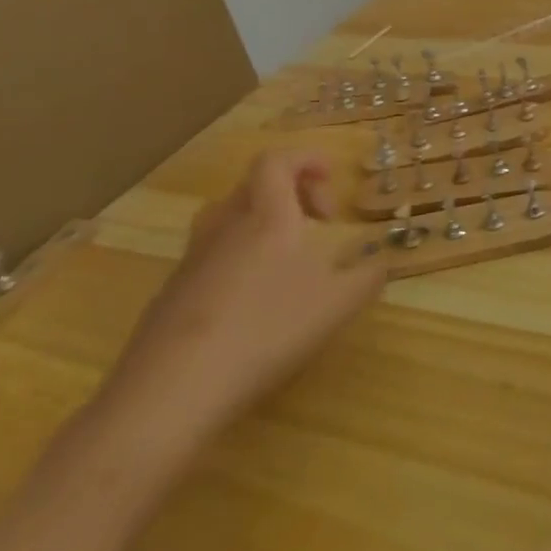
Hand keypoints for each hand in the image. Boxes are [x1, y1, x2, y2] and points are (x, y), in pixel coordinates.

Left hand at [97, 149, 385, 451]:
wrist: (170, 391)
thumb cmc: (264, 330)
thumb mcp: (335, 306)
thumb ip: (366, 279)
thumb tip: (380, 264)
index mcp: (266, 215)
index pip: (277, 160)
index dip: (305, 158)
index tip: (332, 176)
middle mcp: (225, 226)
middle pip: (253, 186)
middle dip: (291, 193)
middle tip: (318, 222)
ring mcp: (192, 260)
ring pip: (228, 220)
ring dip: (261, 225)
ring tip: (286, 260)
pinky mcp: (170, 295)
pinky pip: (211, 257)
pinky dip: (238, 261)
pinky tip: (251, 306)